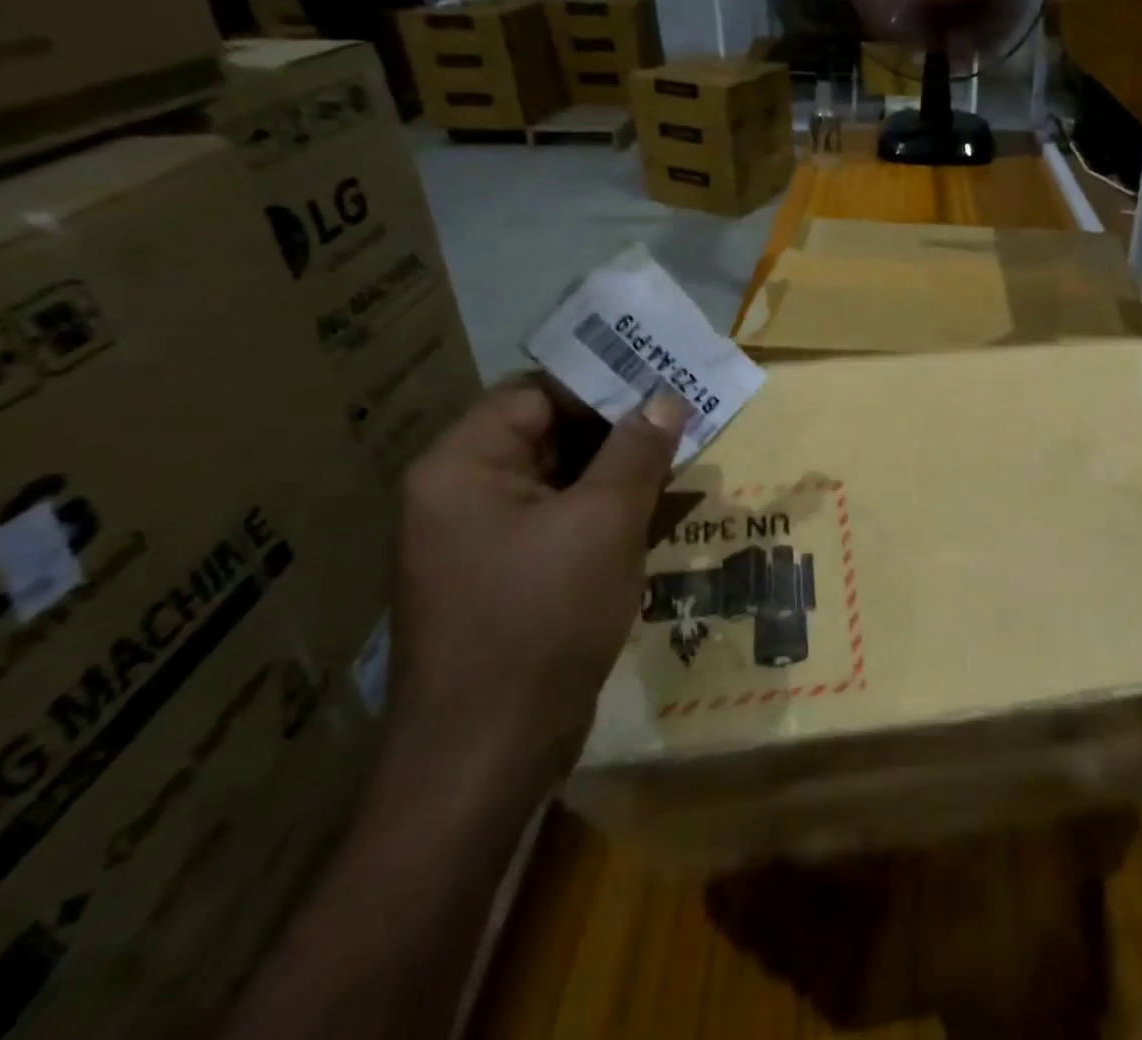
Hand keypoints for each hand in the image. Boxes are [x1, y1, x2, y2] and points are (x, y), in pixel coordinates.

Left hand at [392, 379, 688, 786]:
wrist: (488, 757)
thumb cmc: (542, 620)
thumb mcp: (603, 523)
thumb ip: (637, 451)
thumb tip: (666, 398)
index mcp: (462, 468)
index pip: (534, 394)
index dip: (600, 384)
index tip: (662, 384)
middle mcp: (459, 495)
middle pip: (545, 434)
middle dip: (616, 429)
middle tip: (683, 420)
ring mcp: (478, 541)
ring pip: (558, 481)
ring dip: (616, 472)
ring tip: (680, 460)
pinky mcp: (503, 578)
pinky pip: (557, 522)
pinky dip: (603, 512)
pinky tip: (653, 512)